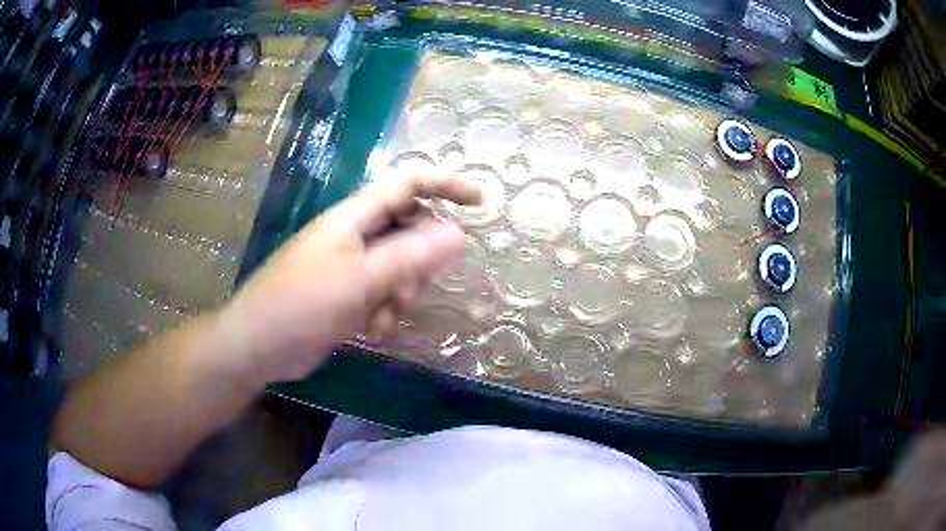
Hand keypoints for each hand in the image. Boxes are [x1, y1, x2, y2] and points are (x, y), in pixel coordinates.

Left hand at [218, 174, 480, 382]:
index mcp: (354, 217)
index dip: (446, 185)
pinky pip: (384, 294)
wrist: (257, 346)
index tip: (481, 203)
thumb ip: (410, 256)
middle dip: (419, 260)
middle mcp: (355, 235)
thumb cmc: (301, 305)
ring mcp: (351, 266)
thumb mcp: (360, 280)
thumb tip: (460, 234)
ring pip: (399, 268)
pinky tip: (371, 331)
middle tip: (412, 288)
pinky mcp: (347, 294)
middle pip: (408, 230)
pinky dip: (385, 312)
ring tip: (382, 317)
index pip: (408, 184)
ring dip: (401, 293)